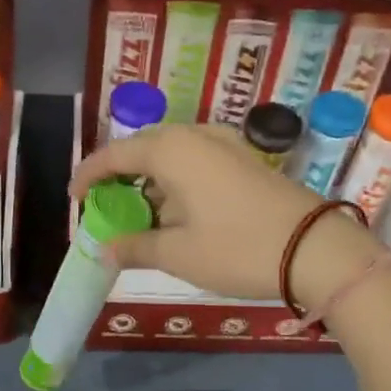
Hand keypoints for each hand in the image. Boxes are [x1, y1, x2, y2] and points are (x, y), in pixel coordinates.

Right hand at [68, 124, 383, 305]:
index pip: (114, 155)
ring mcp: (225, 144)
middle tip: (106, 207)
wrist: (317, 249)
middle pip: (143, 150)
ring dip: (151, 182)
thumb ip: (134, 247)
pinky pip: (196, 162)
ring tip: (141, 215)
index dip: (88, 175)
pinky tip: (179, 212)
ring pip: (172, 156)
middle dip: (120, 178)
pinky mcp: (246, 160)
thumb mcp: (177, 254)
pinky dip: (177, 183)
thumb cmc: (237, 248)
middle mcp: (195, 136)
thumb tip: (105, 249)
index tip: (73, 198)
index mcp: (170, 150)